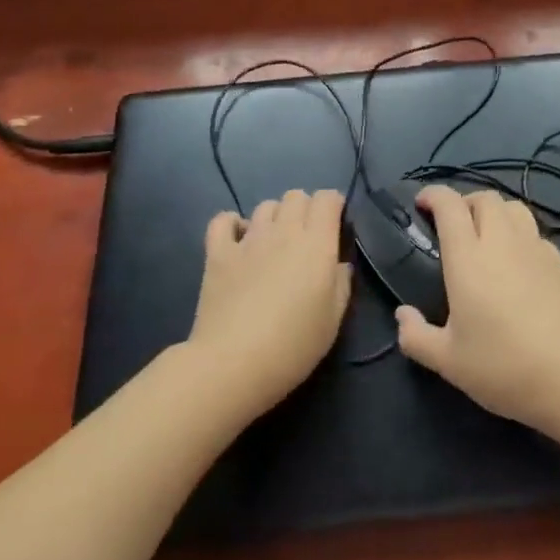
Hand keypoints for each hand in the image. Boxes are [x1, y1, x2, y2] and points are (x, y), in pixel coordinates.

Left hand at [187, 189, 351, 419]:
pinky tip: (237, 241)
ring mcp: (248, 239)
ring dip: (275, 217)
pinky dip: (232, 224)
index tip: (335, 226)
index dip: (334, 206)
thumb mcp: (333, 320)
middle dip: (305, 209)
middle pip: (296, 196)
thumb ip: (341, 283)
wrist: (233, 364)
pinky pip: (223, 220)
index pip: (328, 199)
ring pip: (266, 206)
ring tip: (274, 243)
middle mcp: (284, 231)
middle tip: (306, 238)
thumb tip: (338, 264)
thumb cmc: (293, 345)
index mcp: (316, 243)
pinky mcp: (218, 252)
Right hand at [395, 185, 559, 432]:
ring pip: (513, 208)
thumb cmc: (503, 367)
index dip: (433, 195)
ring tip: (486, 235)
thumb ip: (417, 337)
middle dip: (464, 202)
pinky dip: (519, 234)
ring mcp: (536, 248)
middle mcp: (502, 241)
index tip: (422, 203)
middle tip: (453, 226)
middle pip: (484, 198)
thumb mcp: (448, 362)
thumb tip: (402, 316)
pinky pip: (534, 233)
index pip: (449, 204)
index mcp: (469, 257)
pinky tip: (518, 263)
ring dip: (495, 212)